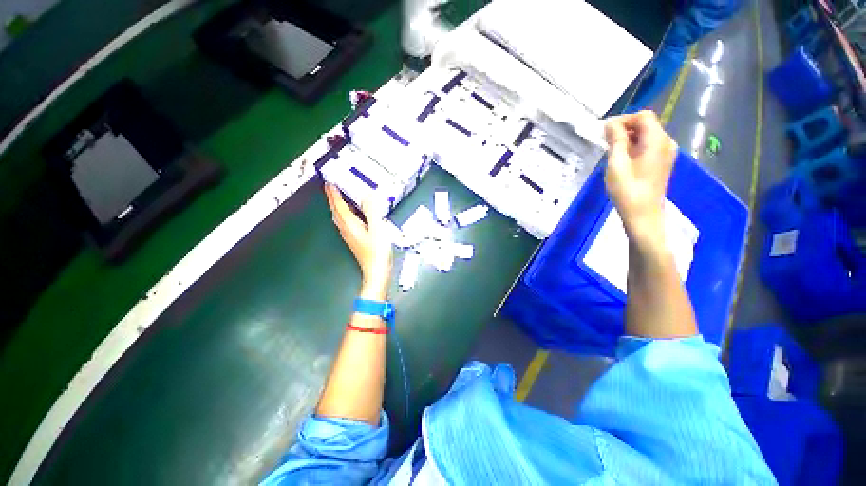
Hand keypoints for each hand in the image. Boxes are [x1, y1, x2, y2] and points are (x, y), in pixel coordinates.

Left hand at [324, 184, 392, 298]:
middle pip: (336, 212)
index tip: (329, 183)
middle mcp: (347, 230)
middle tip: (332, 188)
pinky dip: (346, 215)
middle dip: (333, 199)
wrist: (377, 272)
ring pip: (340, 218)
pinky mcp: (355, 241)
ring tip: (340, 198)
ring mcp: (350, 237)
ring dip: (338, 207)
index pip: (339, 206)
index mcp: (350, 225)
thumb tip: (367, 197)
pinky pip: (346, 223)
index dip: (334, 194)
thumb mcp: (378, 229)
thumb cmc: (377, 253)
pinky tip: (352, 216)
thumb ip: (372, 212)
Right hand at [604, 111, 677, 247]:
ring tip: (612, 153)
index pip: (643, 116)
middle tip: (605, 144)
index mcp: (657, 140)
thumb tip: (611, 123)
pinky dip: (634, 148)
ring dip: (628, 139)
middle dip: (625, 129)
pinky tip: (622, 161)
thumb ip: (615, 140)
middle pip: (646, 125)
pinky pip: (648, 147)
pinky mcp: (661, 164)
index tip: (605, 133)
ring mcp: (666, 154)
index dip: (624, 120)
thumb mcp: (617, 163)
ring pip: (647, 136)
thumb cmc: (627, 189)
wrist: (642, 214)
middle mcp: (666, 143)